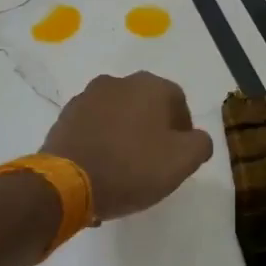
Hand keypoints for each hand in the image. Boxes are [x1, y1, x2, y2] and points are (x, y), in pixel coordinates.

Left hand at [41, 72, 214, 221]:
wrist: (67, 184)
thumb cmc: (132, 168)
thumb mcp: (183, 161)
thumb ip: (200, 144)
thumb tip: (196, 139)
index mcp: (150, 85)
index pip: (178, 102)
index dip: (183, 130)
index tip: (178, 156)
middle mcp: (118, 82)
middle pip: (146, 106)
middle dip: (153, 129)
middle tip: (153, 162)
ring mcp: (87, 97)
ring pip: (118, 115)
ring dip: (125, 134)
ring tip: (124, 167)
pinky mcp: (64, 117)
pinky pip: (93, 127)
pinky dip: (101, 141)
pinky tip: (101, 167)